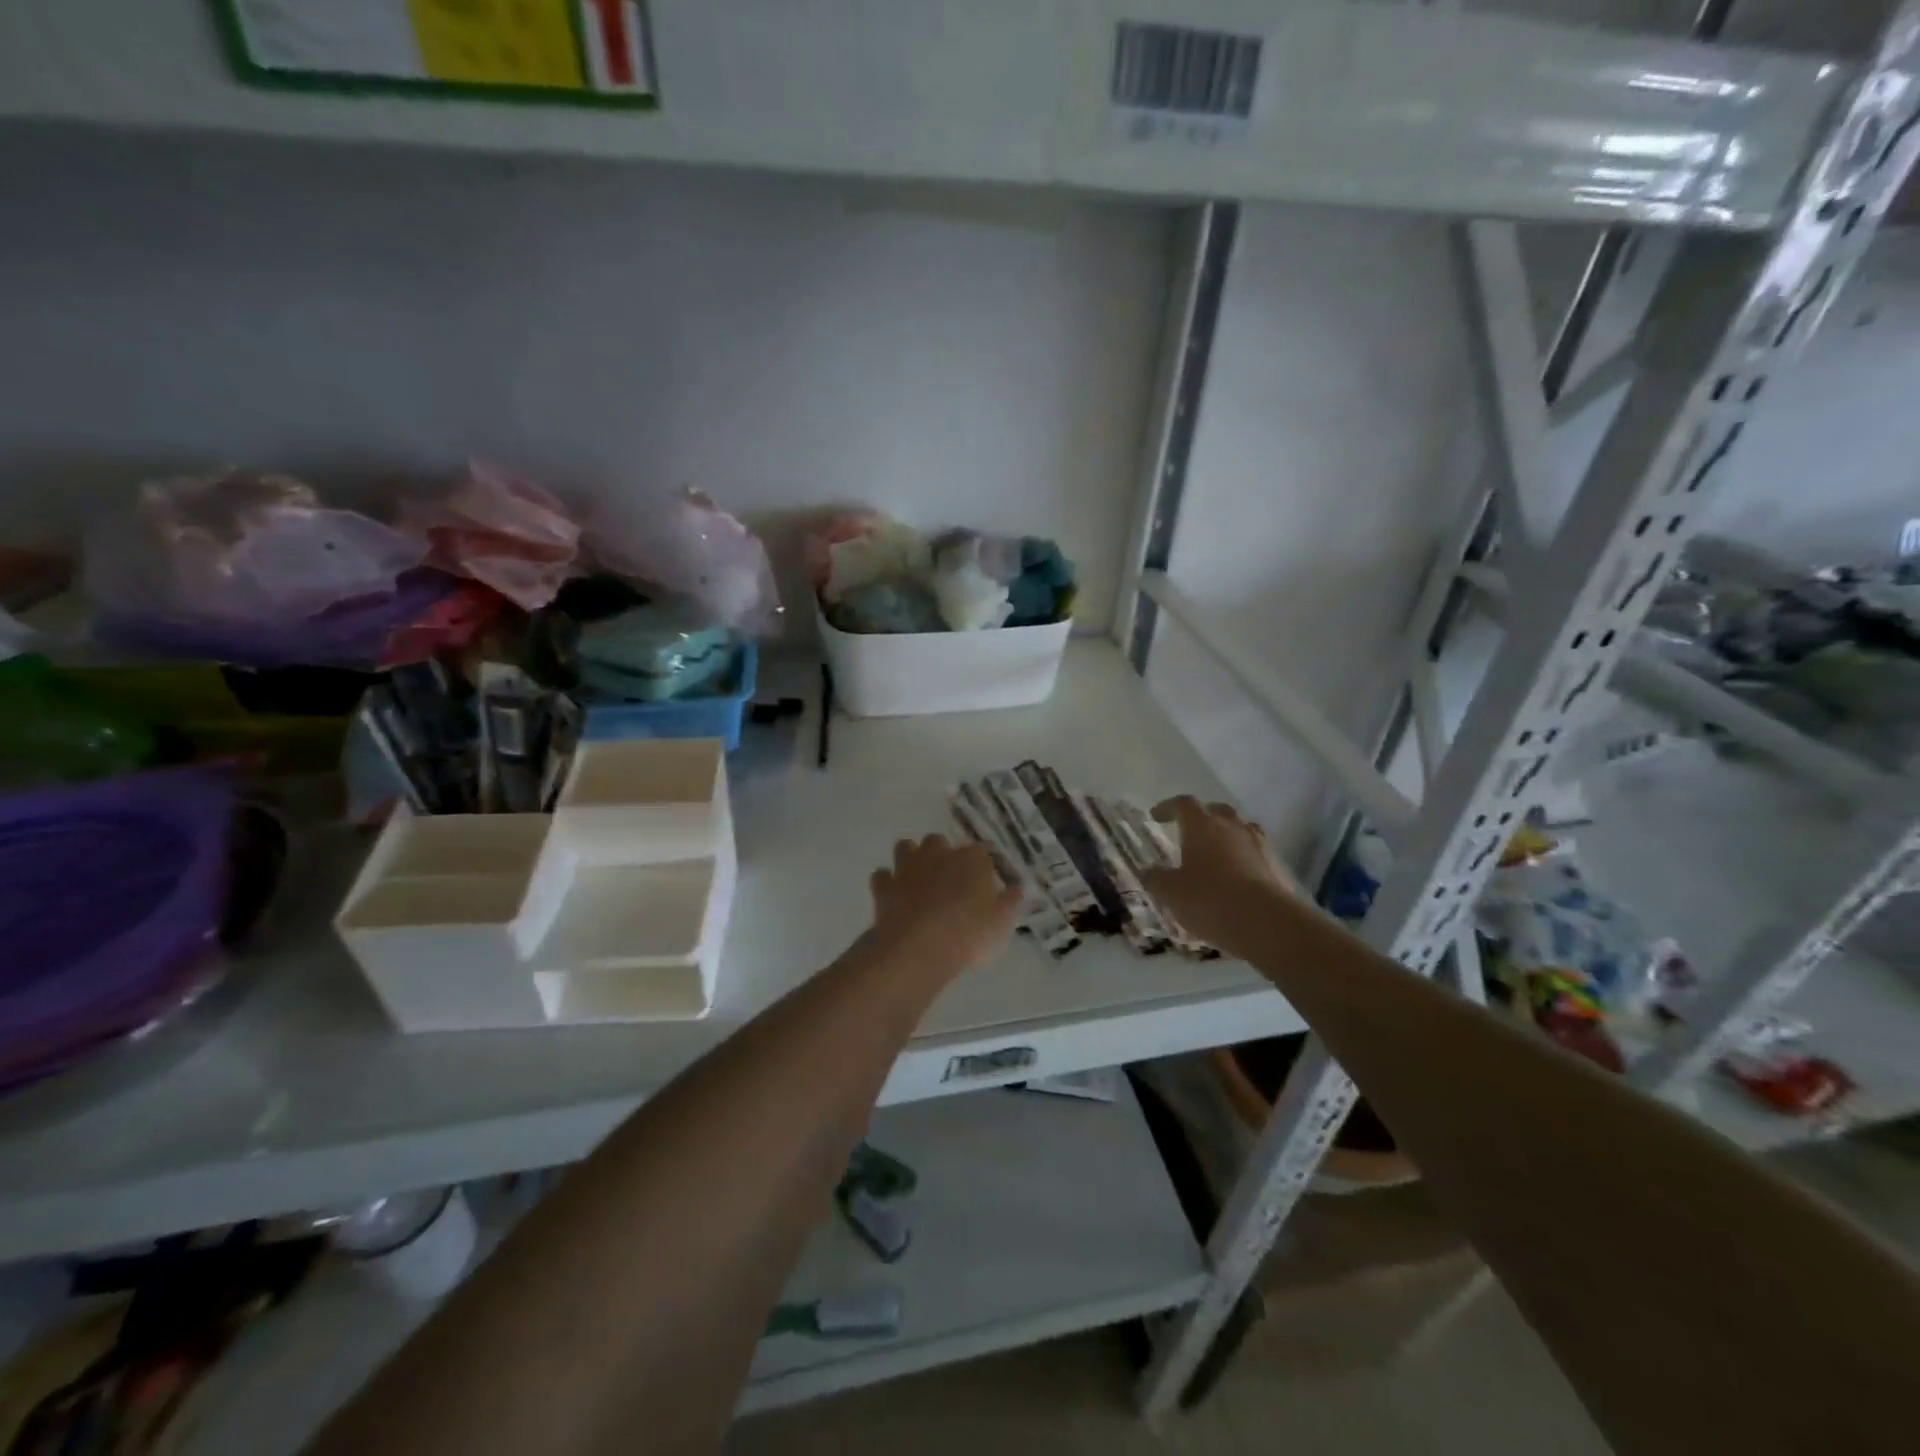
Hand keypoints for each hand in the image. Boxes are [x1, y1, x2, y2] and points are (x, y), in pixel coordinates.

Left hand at [865, 835, 1020, 981]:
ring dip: (911, 858)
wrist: (920, 946)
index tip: (982, 881)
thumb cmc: (969, 932)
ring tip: (918, 878)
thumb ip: (1009, 902)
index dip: (980, 865)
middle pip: (938, 841)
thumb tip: (1017, 889)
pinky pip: (882, 876)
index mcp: (971, 859)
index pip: (979, 852)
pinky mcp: (885, 886)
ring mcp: (908, 868)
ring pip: (906, 848)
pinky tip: (893, 894)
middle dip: (941, 853)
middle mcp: (938, 854)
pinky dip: (886, 882)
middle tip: (948, 878)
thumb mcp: (1001, 922)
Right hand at [1141, 796, 1294, 960]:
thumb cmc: (1211, 900)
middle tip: (1189, 831)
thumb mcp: (1172, 893)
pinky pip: (1254, 851)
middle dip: (1201, 817)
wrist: (1268, 923)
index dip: (1168, 807)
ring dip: (1225, 836)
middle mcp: (1232, 826)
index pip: (1183, 804)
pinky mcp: (1276, 865)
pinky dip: (1242, 857)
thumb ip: (1156, 879)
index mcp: (1202, 826)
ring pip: (1239, 829)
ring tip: (1215, 854)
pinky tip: (1235, 876)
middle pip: (1216, 810)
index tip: (1157, 816)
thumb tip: (1148, 871)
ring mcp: (1258, 844)